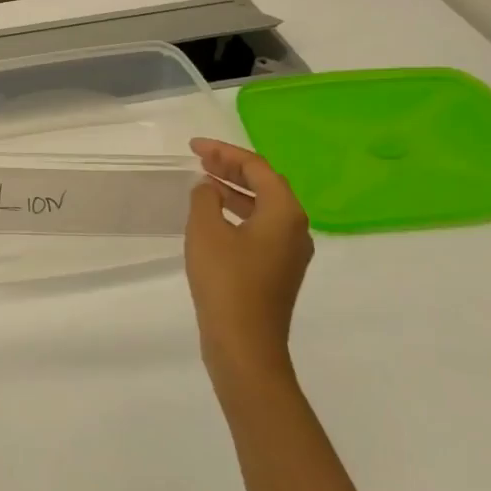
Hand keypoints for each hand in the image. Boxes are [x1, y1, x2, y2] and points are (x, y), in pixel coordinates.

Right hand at [184, 137, 313, 384]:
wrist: (244, 344)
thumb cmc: (226, 281)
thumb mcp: (206, 230)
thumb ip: (205, 198)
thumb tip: (209, 187)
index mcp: (285, 213)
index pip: (257, 167)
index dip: (224, 152)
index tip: (194, 147)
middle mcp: (295, 228)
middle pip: (265, 184)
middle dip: (232, 167)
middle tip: (199, 158)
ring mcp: (289, 252)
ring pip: (263, 207)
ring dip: (234, 189)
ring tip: (203, 181)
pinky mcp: (276, 270)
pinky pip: (260, 227)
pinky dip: (237, 212)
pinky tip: (213, 216)